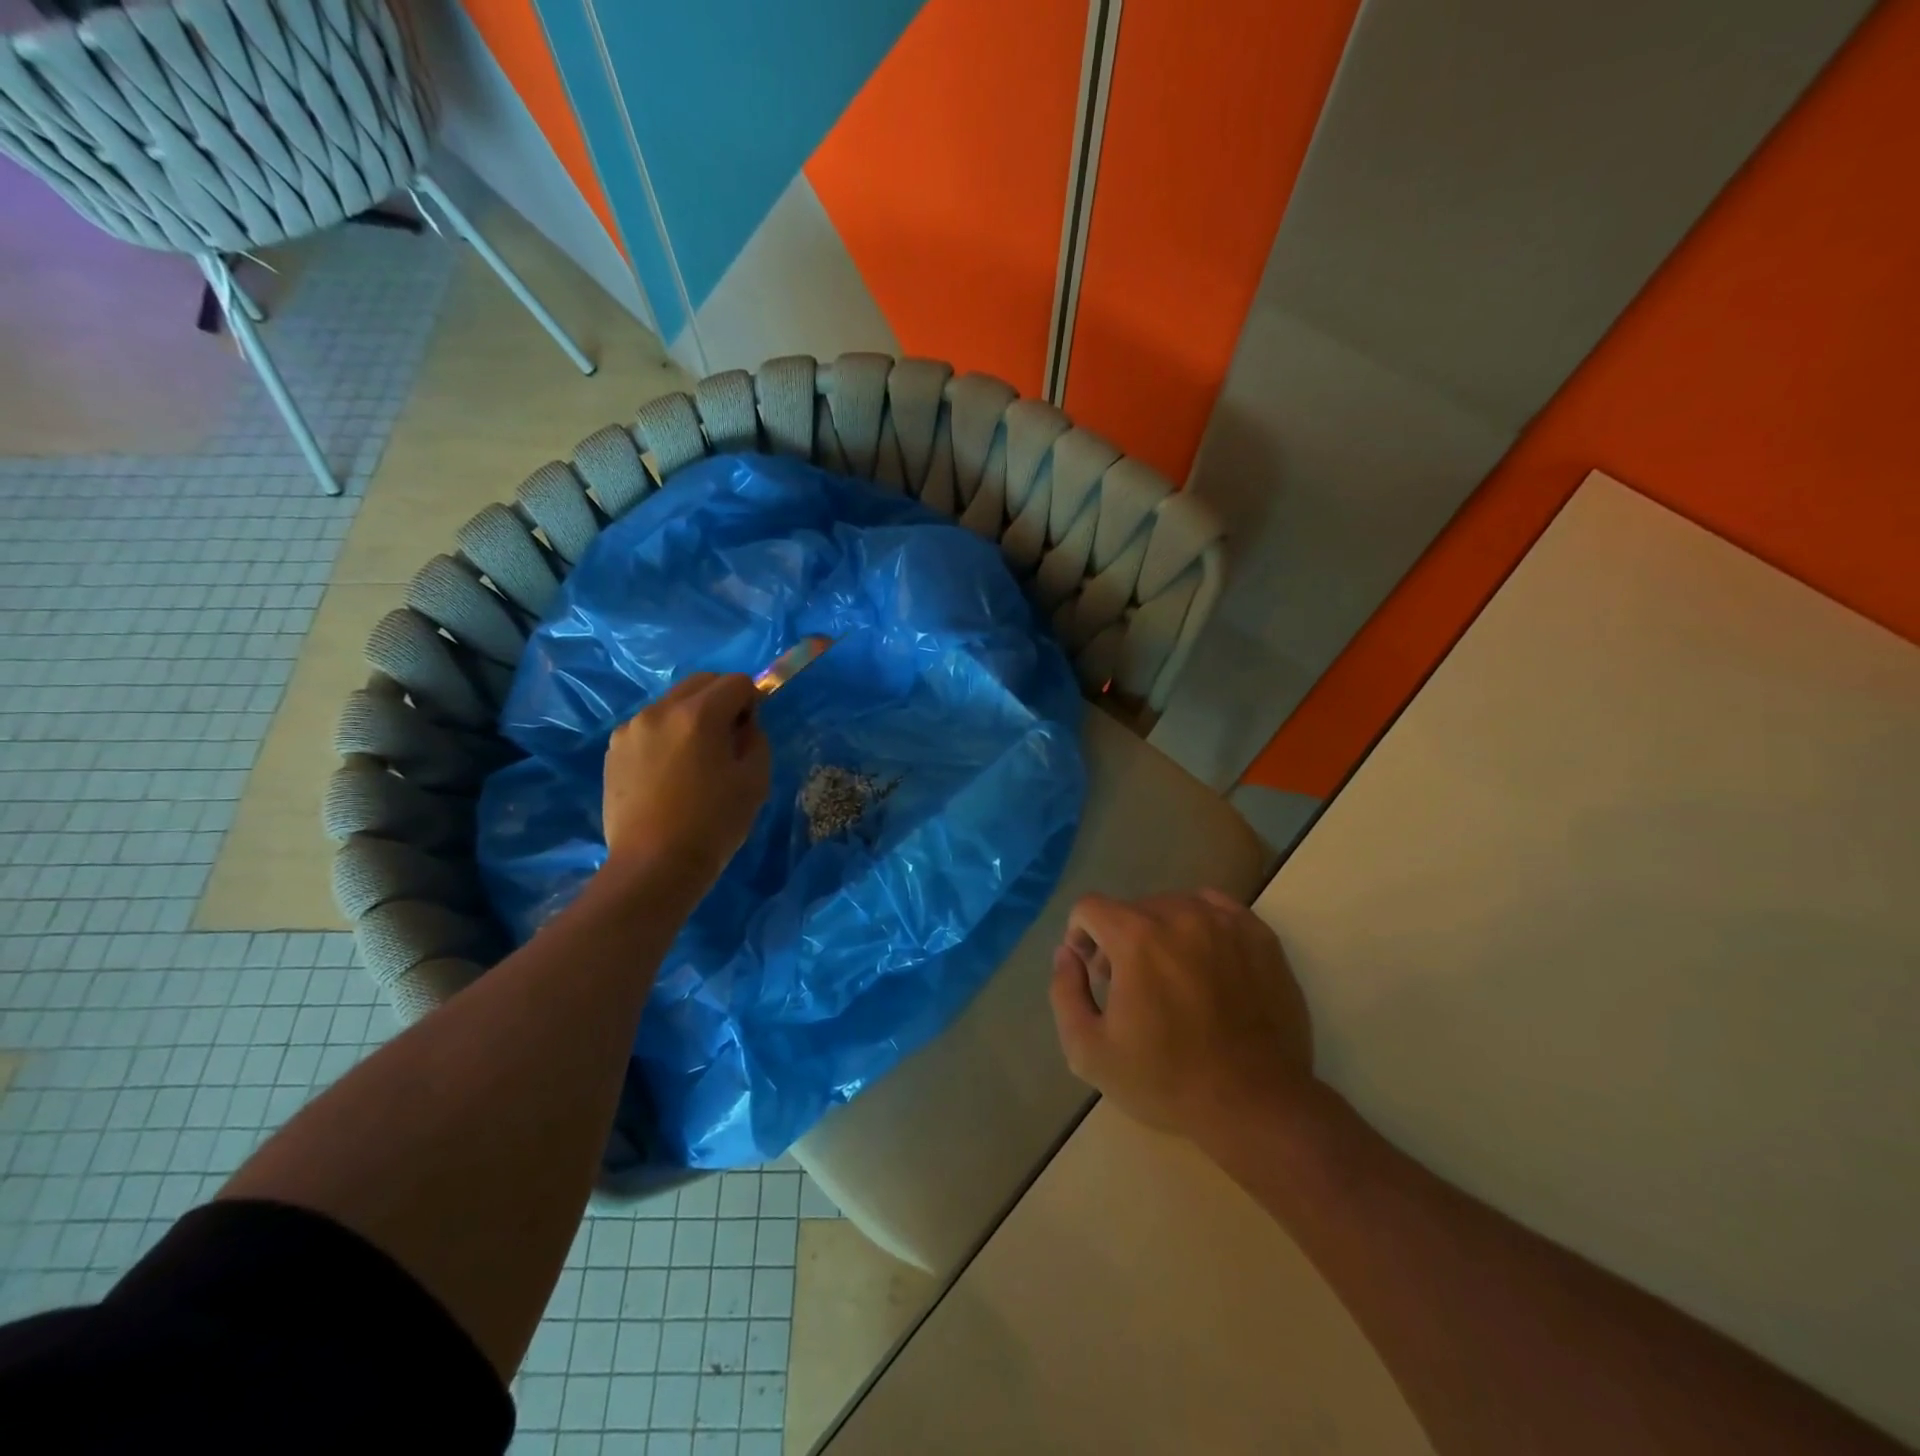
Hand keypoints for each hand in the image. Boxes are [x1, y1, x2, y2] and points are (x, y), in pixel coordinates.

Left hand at [603, 672, 770, 890]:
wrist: (654, 865)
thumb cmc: (713, 824)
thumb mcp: (755, 780)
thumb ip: (756, 739)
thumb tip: (744, 724)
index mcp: (699, 714)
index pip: (736, 682)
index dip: (752, 700)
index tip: (750, 730)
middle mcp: (660, 710)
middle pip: (701, 682)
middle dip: (721, 700)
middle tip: (728, 739)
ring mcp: (631, 729)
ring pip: (672, 703)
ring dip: (691, 717)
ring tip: (695, 760)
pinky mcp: (614, 750)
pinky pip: (649, 727)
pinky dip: (666, 736)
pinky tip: (669, 773)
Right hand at [1049, 890, 1314, 1138]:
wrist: (1255, 1104)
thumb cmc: (1167, 1080)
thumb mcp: (1089, 1050)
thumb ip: (1064, 991)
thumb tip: (1067, 953)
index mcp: (1135, 938)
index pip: (1090, 907)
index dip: (1081, 936)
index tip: (1091, 972)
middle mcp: (1179, 915)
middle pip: (1132, 908)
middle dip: (1119, 940)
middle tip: (1129, 986)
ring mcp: (1225, 922)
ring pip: (1174, 906)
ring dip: (1160, 932)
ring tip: (1171, 976)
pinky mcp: (1259, 936)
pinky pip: (1216, 909)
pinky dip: (1200, 926)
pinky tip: (1204, 963)